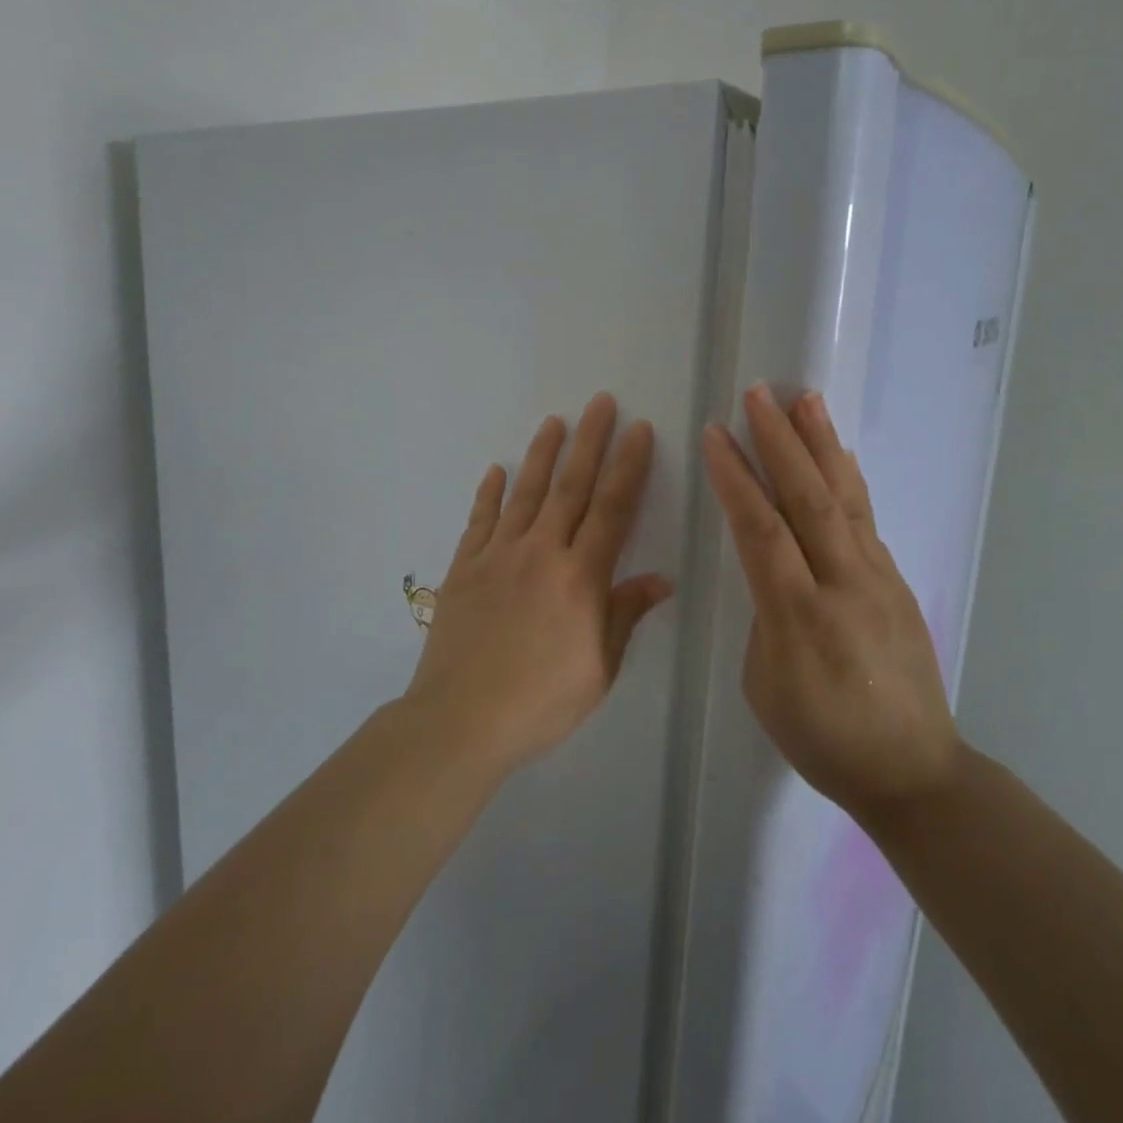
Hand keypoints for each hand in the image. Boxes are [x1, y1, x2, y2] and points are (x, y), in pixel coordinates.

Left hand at [407, 393, 674, 772]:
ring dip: (543, 454)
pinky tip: (496, 469)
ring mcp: (498, 556)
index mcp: (581, 578)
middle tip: (601, 402)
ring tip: (555, 420)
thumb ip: (625, 614)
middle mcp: (541, 553)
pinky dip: (489, 493)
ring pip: (526, 493)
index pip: (612, 509)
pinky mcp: (465, 567)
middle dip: (590, 441)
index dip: (629, 466)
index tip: (640, 430)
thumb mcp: (600, 668)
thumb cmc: (541, 701)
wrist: (461, 719)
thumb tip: (661, 578)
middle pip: (571, 487)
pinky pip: (480, 520)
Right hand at [702, 384, 962, 817]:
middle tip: (759, 394)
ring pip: (845, 498)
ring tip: (806, 400)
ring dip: (822, 445)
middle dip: (780, 441)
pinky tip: (838, 455)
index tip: (716, 434)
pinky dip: (847, 479)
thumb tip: (774, 573)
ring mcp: (877, 579)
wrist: (913, 770)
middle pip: (808, 498)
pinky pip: (866, 519)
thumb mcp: (766, 684)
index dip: (736, 478)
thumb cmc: (822, 738)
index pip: (761, 530)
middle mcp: (843, 584)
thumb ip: (766, 616)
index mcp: (799, 616)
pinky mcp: (896, 582)